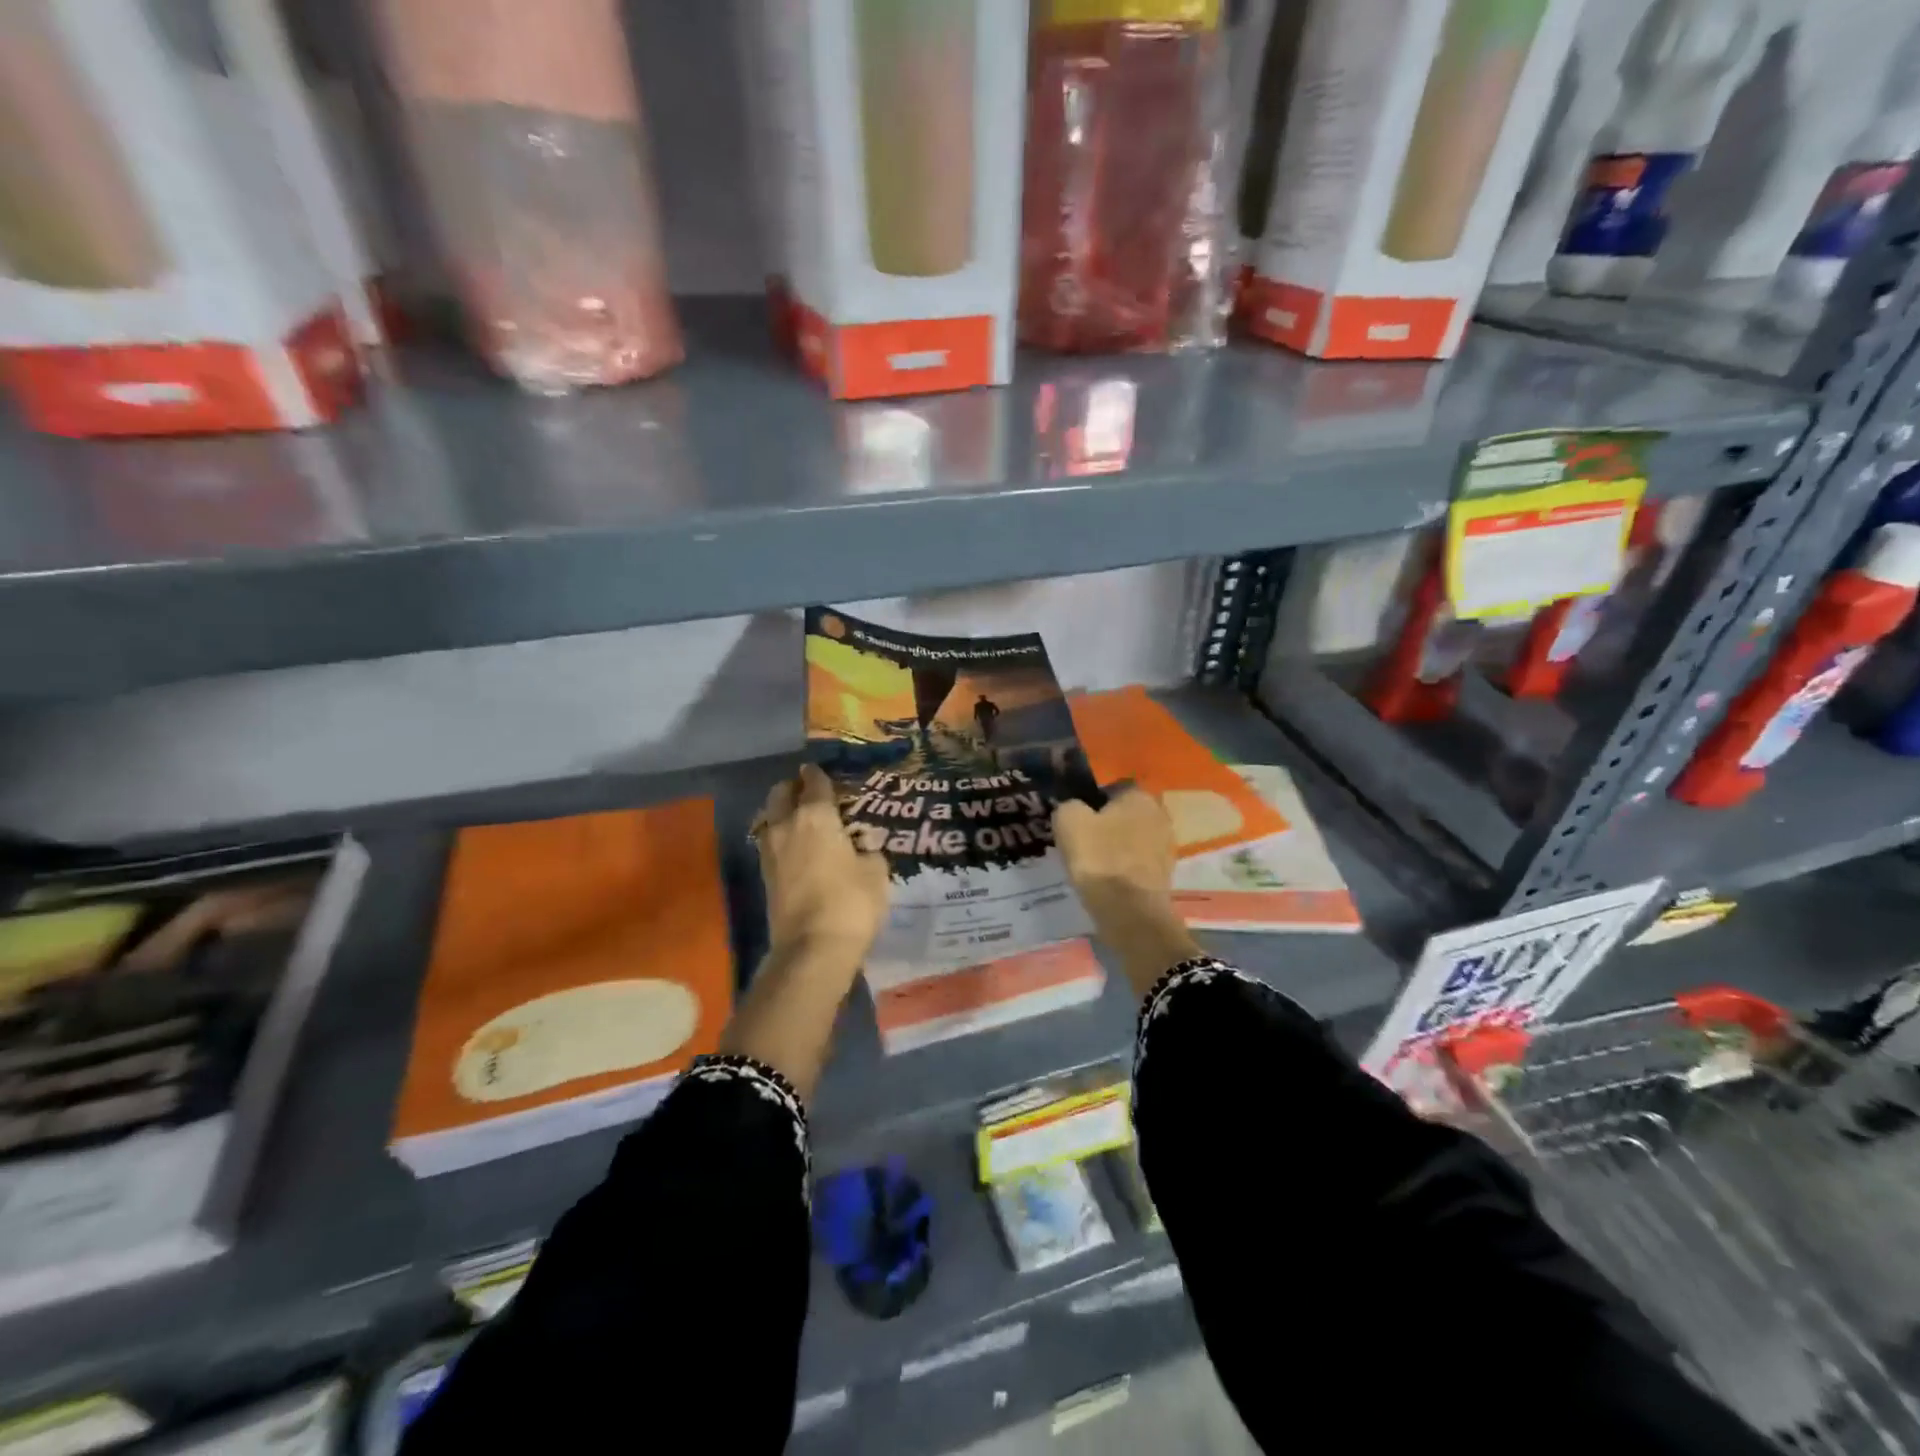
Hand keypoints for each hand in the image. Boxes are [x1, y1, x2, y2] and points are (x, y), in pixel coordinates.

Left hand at [753, 763, 890, 962]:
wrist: (813, 949)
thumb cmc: (851, 902)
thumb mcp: (876, 871)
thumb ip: (868, 850)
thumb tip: (862, 848)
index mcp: (816, 815)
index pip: (814, 782)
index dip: (818, 774)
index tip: (821, 771)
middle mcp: (787, 825)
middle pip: (781, 793)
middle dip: (793, 788)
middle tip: (809, 793)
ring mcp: (770, 851)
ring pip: (770, 818)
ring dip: (782, 813)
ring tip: (802, 820)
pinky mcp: (765, 876)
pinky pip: (771, 843)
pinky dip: (781, 838)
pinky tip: (797, 847)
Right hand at [1054, 788, 1200, 994]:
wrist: (1130, 912)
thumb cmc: (1099, 859)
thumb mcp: (1068, 821)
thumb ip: (1069, 805)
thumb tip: (1075, 809)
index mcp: (1139, 796)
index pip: (1111, 788)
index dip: (1090, 801)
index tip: (1075, 820)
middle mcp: (1159, 814)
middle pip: (1123, 814)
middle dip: (1105, 824)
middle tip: (1081, 841)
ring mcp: (1166, 846)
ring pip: (1131, 839)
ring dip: (1114, 847)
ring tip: (1091, 864)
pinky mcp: (1165, 874)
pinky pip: (1136, 863)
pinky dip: (1122, 868)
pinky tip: (1105, 880)